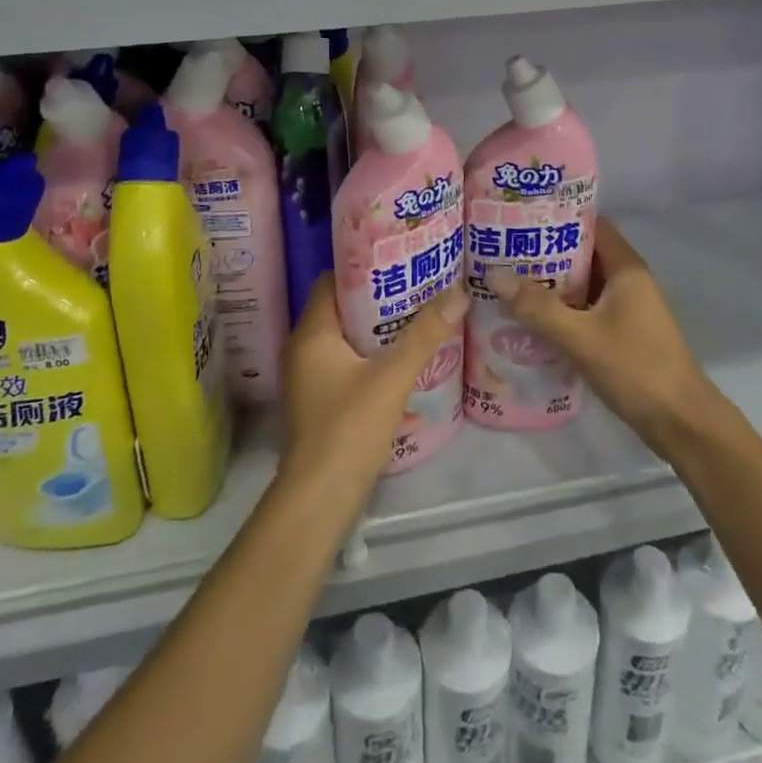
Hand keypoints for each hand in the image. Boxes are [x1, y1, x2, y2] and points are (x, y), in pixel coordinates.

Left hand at [280, 274, 468, 493]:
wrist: (319, 499)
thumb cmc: (349, 428)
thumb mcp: (392, 377)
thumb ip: (424, 334)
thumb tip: (458, 291)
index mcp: (312, 332)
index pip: (332, 280)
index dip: (364, 269)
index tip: (399, 263)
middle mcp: (303, 347)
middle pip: (340, 307)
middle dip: (377, 298)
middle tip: (417, 288)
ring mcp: (308, 376)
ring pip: (344, 337)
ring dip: (376, 328)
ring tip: (416, 318)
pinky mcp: (318, 400)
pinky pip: (344, 361)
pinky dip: (369, 354)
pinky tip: (400, 359)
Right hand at [492, 219, 721, 458]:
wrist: (682, 423)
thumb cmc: (636, 368)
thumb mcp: (581, 337)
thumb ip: (538, 308)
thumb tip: (495, 277)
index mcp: (626, 268)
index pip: (591, 225)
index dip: (558, 218)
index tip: (521, 219)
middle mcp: (628, 281)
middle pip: (583, 254)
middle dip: (546, 253)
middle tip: (504, 253)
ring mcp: (627, 308)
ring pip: (583, 284)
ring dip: (551, 284)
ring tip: (509, 283)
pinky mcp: (623, 333)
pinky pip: (586, 309)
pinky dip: (562, 309)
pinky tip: (531, 319)